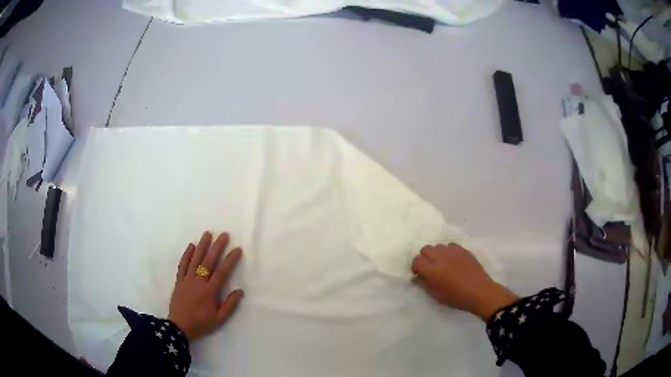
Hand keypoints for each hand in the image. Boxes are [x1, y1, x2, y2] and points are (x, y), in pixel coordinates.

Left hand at [168, 231, 243, 341]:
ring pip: (195, 260)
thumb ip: (230, 305)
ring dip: (202, 246)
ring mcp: (187, 280)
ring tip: (208, 234)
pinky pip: (182, 265)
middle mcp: (198, 282)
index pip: (221, 273)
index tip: (237, 249)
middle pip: (208, 262)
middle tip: (224, 235)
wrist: (179, 327)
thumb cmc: (201, 324)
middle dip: (217, 247)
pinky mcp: (179, 281)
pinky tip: (191, 246)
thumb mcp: (219, 319)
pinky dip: (186, 255)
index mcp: (209, 292)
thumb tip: (240, 291)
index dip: (230, 260)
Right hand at [412, 243, 516, 321]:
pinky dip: (448, 252)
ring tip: (443, 264)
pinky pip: (450, 245)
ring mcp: (452, 251)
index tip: (420, 274)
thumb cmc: (456, 297)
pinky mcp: (463, 249)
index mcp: (432, 270)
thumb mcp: (436, 295)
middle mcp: (440, 257)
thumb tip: (417, 277)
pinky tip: (453, 261)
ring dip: (437, 254)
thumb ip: (424, 284)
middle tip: (431, 268)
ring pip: (438, 246)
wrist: (479, 292)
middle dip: (425, 258)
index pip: (416, 260)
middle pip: (426, 249)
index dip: (416, 267)